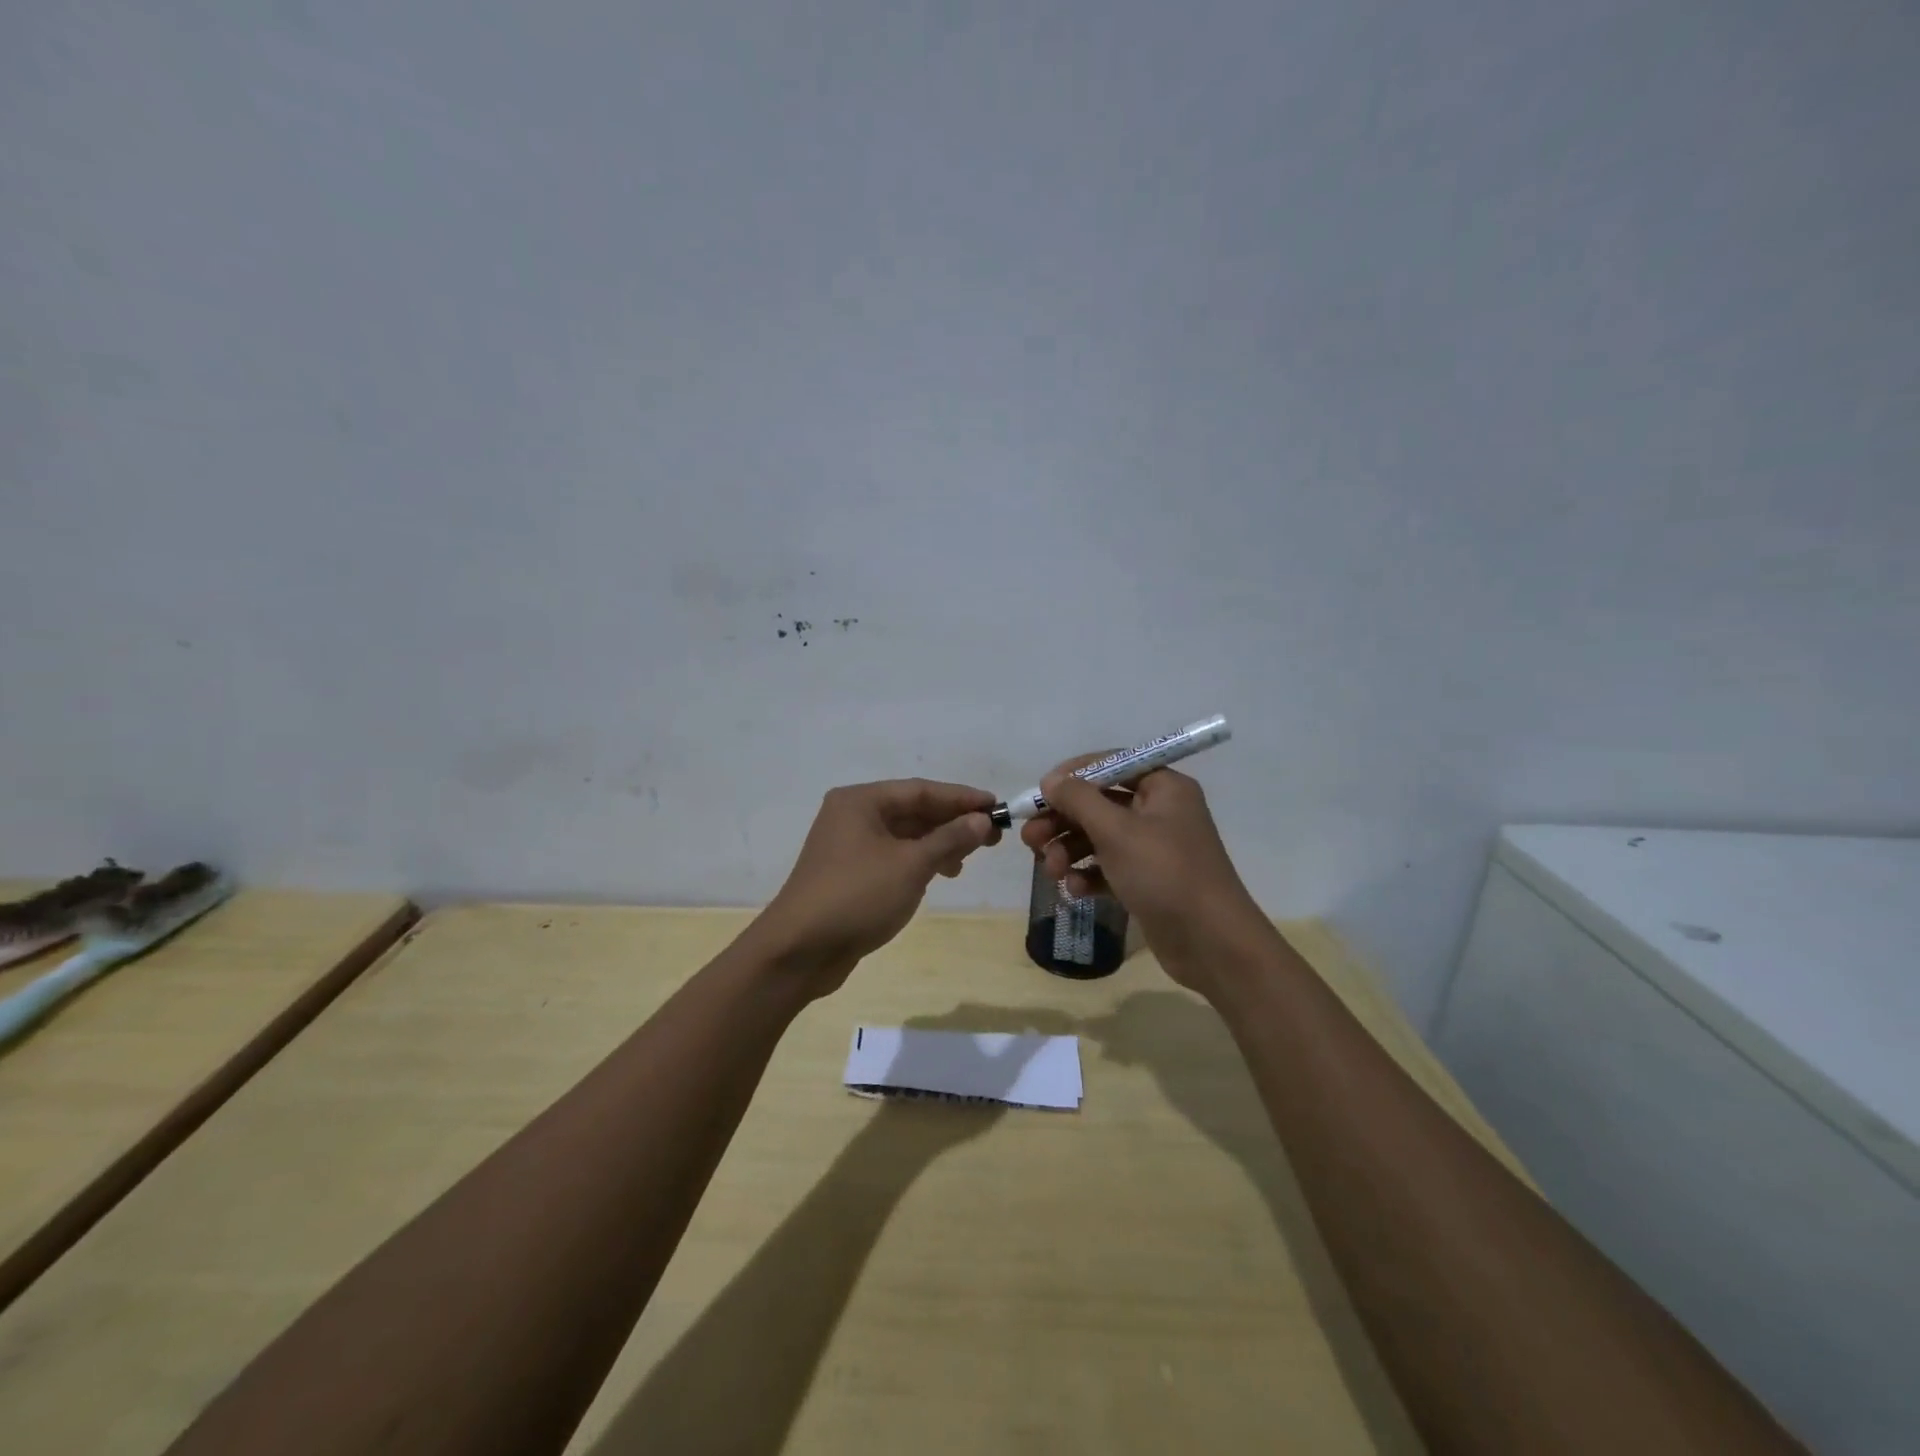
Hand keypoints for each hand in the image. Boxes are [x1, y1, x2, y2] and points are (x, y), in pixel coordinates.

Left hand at [754, 778, 1000, 993]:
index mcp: (861, 801)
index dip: (961, 798)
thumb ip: (949, 838)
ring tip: (967, 861)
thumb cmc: (858, 897)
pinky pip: (892, 856)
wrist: (800, 950)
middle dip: (952, 822)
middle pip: (912, 811)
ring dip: (937, 844)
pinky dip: (918, 861)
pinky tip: (939, 875)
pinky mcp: (849, 873)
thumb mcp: (911, 865)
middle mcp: (852, 815)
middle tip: (992, 836)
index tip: (996, 806)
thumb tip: (981, 819)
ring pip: (903, 835)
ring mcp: (848, 845)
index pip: (921, 790)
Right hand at [1019, 759, 1269, 993]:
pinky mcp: (1147, 881)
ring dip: (1070, 850)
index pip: (1111, 764)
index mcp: (1163, 787)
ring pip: (1099, 838)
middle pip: (1099, 804)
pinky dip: (1089, 874)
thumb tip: (1051, 780)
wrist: (1212, 943)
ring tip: (1051, 870)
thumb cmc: (1165, 873)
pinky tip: (1075, 890)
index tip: (1040, 794)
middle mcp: (1159, 812)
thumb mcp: (1117, 831)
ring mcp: (1153, 848)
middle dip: (1063, 821)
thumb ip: (1079, 800)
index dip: (1072, 776)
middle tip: (1031, 839)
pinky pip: (1109, 868)